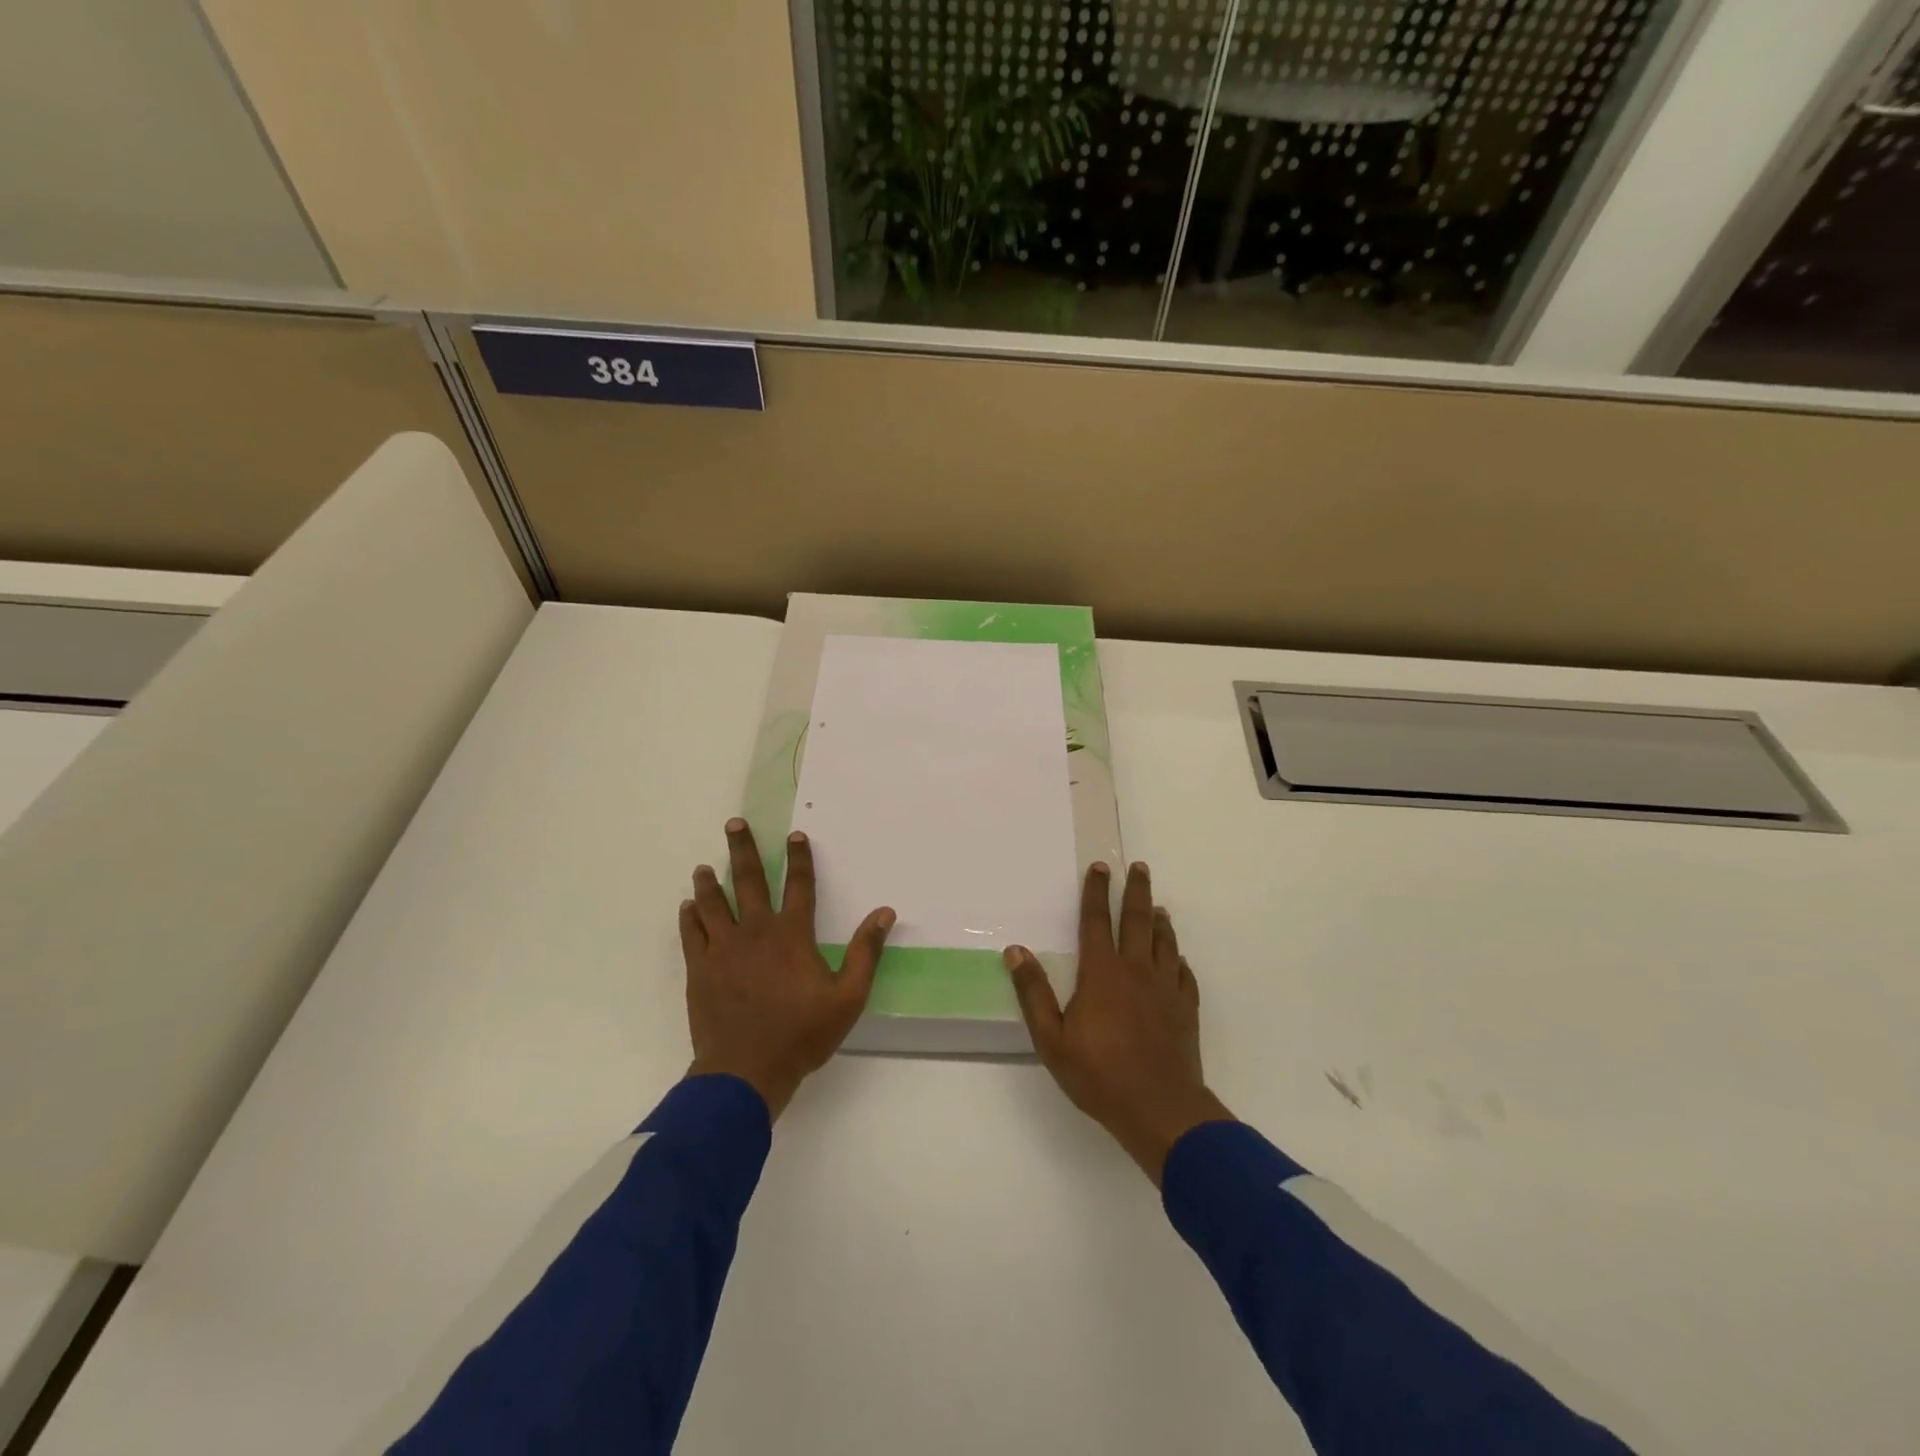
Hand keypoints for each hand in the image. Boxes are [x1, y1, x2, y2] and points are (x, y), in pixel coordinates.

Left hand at [680, 818, 894, 1119]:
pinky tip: (688, 907)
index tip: (795, 835)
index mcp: (792, 935)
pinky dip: (690, 918)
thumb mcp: (848, 997)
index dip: (799, 859)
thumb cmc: (802, 1034)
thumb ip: (866, 952)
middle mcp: (756, 932)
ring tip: (704, 866)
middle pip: (749, 881)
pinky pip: (692, 935)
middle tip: (734, 824)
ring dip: (710, 882)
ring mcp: (723, 949)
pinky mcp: (700, 970)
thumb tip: (885, 912)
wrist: (746, 1071)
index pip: (799, 885)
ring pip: (714, 904)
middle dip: (743, 850)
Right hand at [1006, 862, 1232, 1184]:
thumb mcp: (1052, 1039)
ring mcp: (1165, 988)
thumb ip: (1034, 993)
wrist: (1161, 1110)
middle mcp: (1136, 970)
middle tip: (1139, 867)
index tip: (1100, 867)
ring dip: (1160, 920)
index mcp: (1102, 973)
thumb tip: (1015, 951)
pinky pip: (1184, 973)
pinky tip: (1178, 958)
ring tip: (1158, 906)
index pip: (1096, 921)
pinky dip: (1179, 959)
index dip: (1096, 892)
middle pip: (1137, 921)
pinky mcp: (1185, 1008)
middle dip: (1136, 891)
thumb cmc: (1099, 1075)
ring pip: (1164, 942)